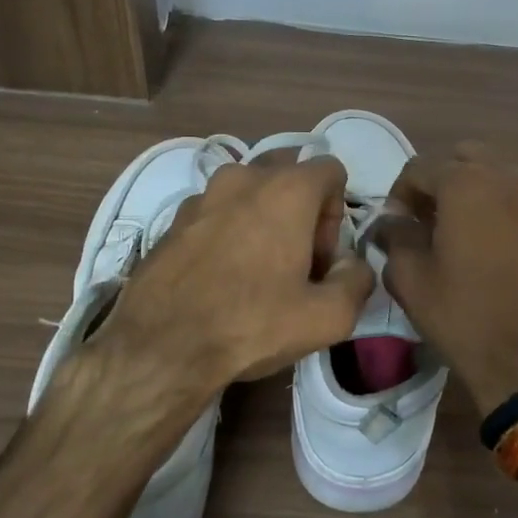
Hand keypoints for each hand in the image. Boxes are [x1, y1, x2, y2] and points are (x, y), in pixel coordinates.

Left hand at [89, 154, 376, 395]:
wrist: (160, 347)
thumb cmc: (251, 324)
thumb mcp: (328, 317)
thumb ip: (358, 280)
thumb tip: (352, 264)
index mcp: (286, 189)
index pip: (331, 170)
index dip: (337, 214)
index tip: (322, 258)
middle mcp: (243, 178)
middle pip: (289, 176)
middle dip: (302, 211)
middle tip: (295, 263)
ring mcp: (202, 195)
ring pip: (250, 193)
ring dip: (264, 220)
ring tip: (257, 271)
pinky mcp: (173, 220)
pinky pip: (217, 213)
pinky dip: (229, 232)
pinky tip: (221, 277)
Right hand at [376, 143, 517, 415]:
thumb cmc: (464, 318)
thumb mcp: (410, 280)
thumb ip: (395, 238)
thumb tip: (393, 222)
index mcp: (466, 185)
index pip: (420, 168)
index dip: (399, 194)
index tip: (395, 227)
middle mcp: (508, 178)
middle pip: (463, 159)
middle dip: (439, 183)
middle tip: (428, 222)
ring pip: (498, 174)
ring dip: (473, 191)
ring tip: (462, 233)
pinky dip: (502, 206)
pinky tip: (494, 245)